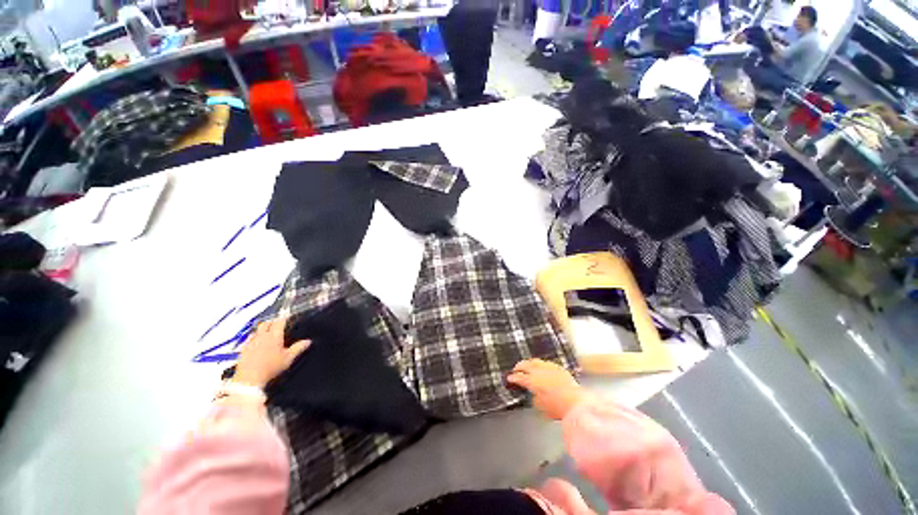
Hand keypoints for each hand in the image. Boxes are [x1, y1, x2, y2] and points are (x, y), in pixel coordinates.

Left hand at [233, 318, 310, 387]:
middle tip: (277, 325)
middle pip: (266, 323)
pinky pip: (248, 339)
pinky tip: (256, 344)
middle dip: (272, 322)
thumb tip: (308, 341)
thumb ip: (298, 348)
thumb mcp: (288, 358)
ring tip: (266, 333)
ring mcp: (251, 342)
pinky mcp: (243, 349)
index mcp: (274, 336)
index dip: (284, 318)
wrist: (250, 379)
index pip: (279, 321)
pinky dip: (253, 338)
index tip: (287, 317)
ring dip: (262, 329)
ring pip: (256, 330)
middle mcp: (262, 336)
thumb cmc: (271, 367)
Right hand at [507, 359, 589, 419]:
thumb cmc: (558, 408)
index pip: (519, 377)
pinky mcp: (558, 367)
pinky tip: (541, 366)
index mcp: (532, 381)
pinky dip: (541, 364)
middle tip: (515, 369)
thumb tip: (533, 394)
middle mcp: (539, 371)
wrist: (577, 402)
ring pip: (535, 361)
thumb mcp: (541, 407)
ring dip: (529, 363)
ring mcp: (549, 367)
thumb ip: (534, 399)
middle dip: (519, 366)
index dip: (513, 377)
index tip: (509, 378)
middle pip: (525, 365)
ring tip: (527, 365)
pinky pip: (546, 363)